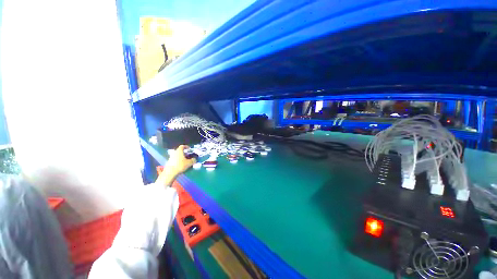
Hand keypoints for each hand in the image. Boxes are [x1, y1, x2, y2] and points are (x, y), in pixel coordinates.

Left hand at [157, 145, 195, 186]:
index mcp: (179, 151)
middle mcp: (174, 153)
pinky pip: (175, 159)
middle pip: (180, 151)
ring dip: (182, 157)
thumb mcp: (189, 163)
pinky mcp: (169, 162)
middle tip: (189, 156)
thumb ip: (193, 160)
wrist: (170, 172)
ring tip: (186, 161)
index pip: (182, 146)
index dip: (186, 147)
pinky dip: (179, 160)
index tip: (189, 149)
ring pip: (178, 155)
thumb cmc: (180, 165)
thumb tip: (194, 159)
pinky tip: (182, 165)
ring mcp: (171, 157)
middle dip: (185, 153)